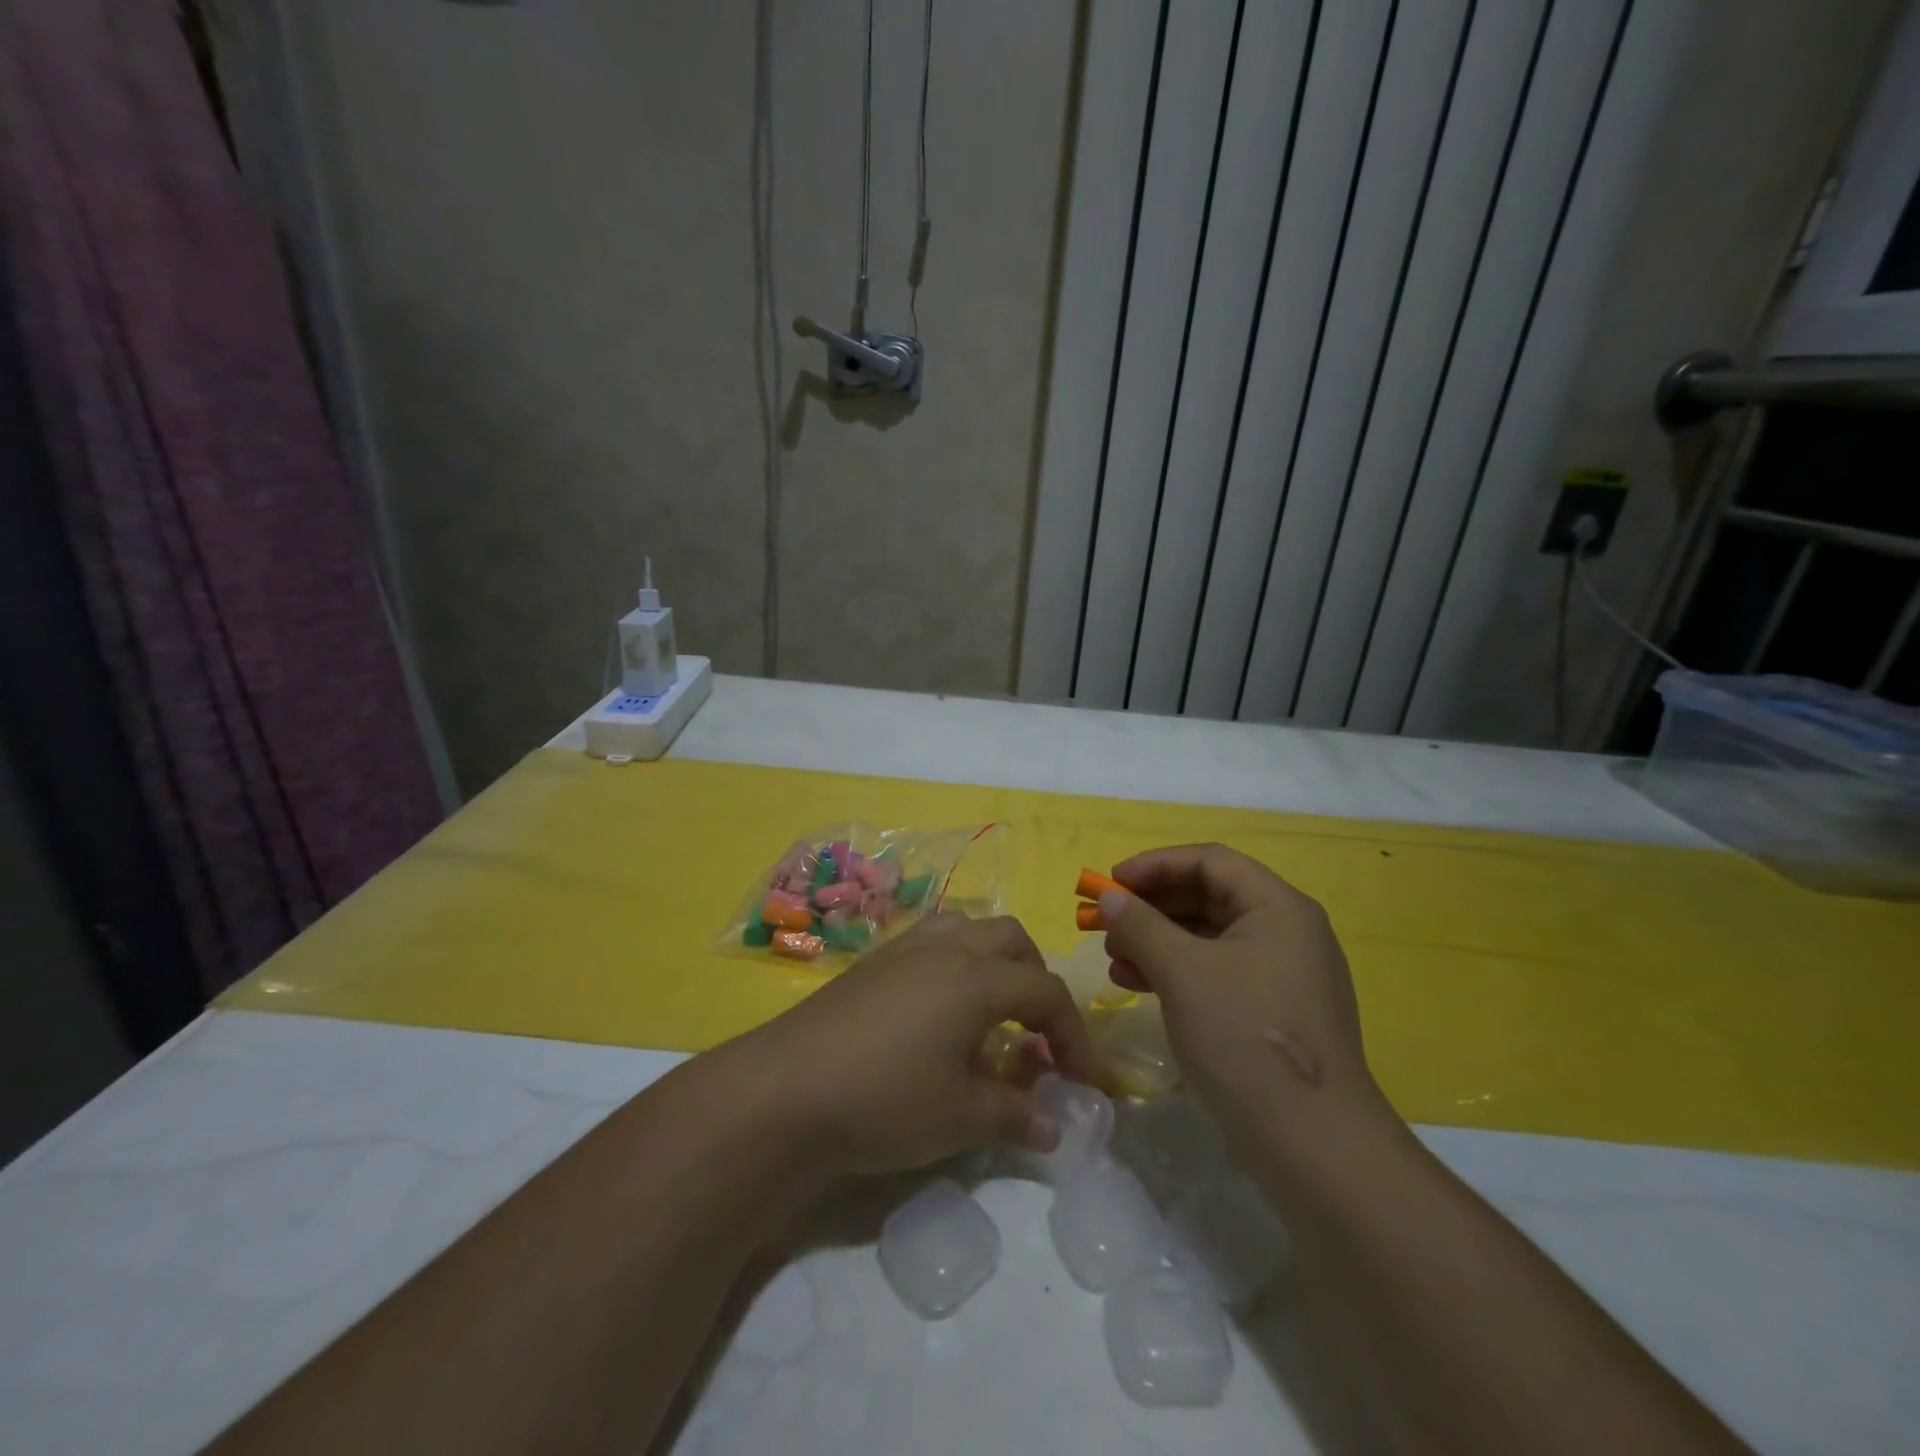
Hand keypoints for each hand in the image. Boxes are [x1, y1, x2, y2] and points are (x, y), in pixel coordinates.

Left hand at [723, 913, 1102, 1177]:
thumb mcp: (960, 1117)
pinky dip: (955, 962)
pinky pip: (932, 940)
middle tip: (1035, 1034)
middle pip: (1012, 940)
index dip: (1074, 1036)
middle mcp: (946, 947)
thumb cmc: (884, 1099)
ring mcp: (905, 948)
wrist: (785, 1088)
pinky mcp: (873, 961)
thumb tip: (1053, 1126)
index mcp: (977, 977)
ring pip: (968, 928)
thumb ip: (1015, 1115)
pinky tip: (939, 1010)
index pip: (1046, 991)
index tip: (1082, 1081)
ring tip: (991, 1011)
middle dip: (1036, 981)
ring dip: (994, 961)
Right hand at [1097, 844, 1384, 1136]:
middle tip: (1105, 923)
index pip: (1210, 861)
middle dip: (1151, 907)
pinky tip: (1138, 985)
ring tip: (1114, 959)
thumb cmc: (1246, 1039)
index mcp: (1278, 908)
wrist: (1314, 1148)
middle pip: (1208, 897)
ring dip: (1157, 941)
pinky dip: (1175, 972)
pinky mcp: (1271, 1012)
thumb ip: (1141, 926)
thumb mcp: (1183, 973)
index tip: (1110, 883)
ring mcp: (1281, 975)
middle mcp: (1286, 932)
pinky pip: (1215, 972)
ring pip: (1208, 937)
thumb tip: (1109, 896)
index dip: (1155, 865)